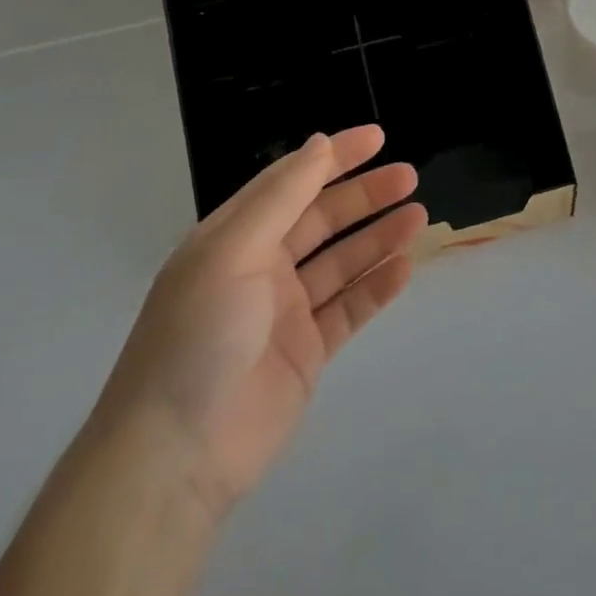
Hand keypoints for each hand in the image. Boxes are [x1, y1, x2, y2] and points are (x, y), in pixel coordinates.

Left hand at [95, 126, 424, 520]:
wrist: (176, 457)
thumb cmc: (199, 335)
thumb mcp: (233, 250)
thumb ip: (282, 197)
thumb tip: (319, 144)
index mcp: (235, 236)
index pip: (292, 181)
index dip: (334, 157)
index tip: (377, 138)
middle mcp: (261, 267)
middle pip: (322, 218)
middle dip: (364, 195)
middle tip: (408, 176)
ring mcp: (285, 312)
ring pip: (342, 262)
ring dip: (378, 237)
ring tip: (418, 216)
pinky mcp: (307, 354)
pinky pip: (349, 309)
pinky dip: (377, 288)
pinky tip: (404, 269)